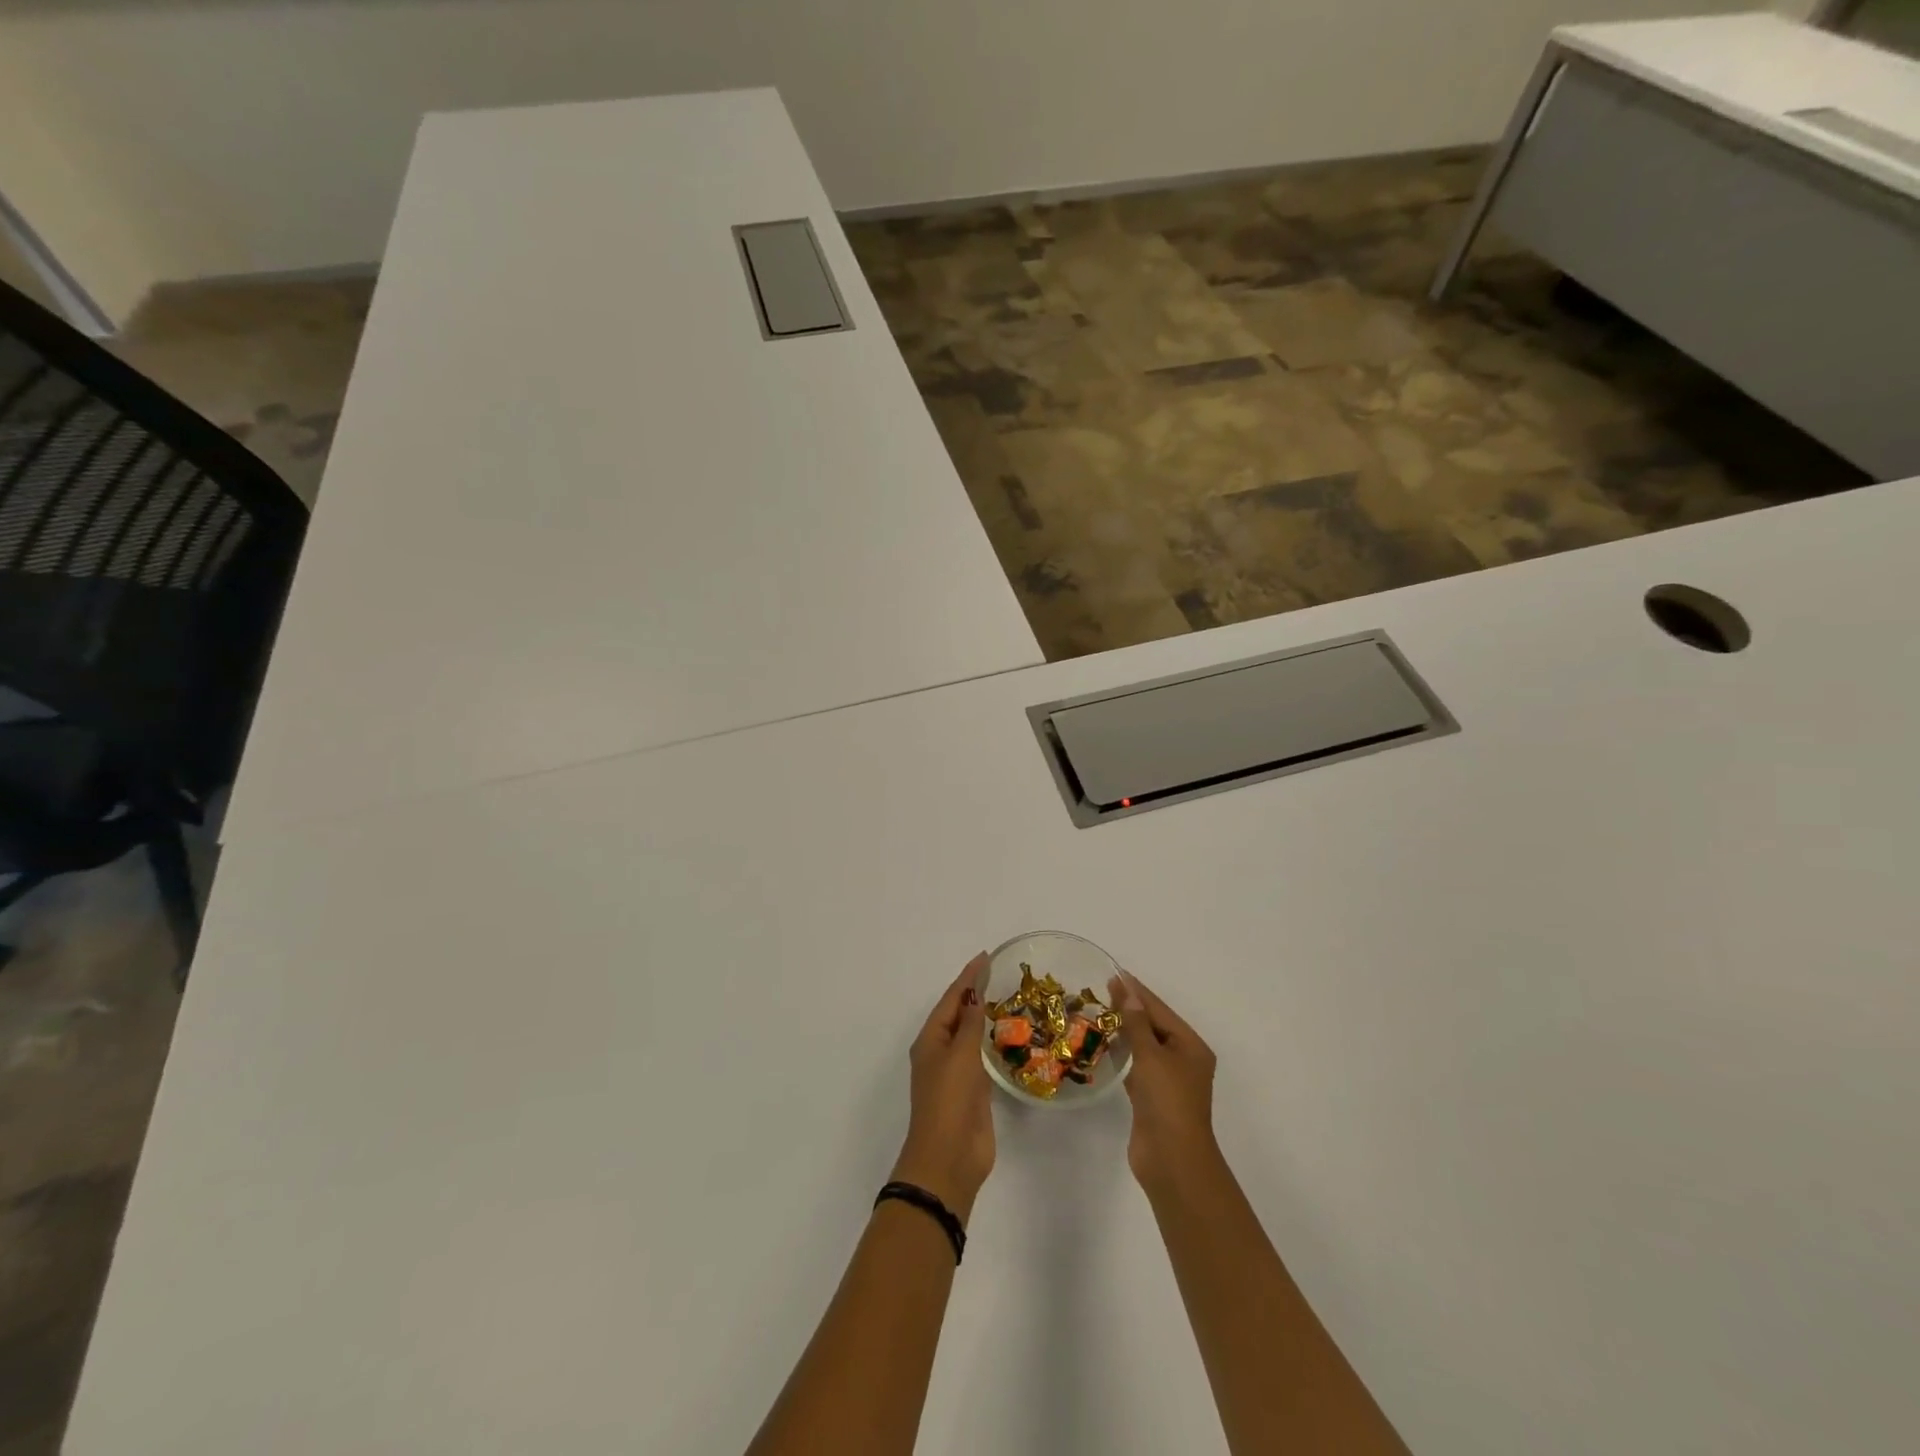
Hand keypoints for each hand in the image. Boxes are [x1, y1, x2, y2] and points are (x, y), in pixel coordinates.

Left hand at [891, 954, 994, 1222]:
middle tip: (998, 973)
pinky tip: (1006, 1036)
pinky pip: (981, 1057)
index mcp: (931, 1040)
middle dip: (974, 993)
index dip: (967, 977)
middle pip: (958, 1014)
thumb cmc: (949, 1102)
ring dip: (982, 1017)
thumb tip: (974, 997)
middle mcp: (940, 1052)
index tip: (985, 957)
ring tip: (1004, 997)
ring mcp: (956, 1073)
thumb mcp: (960, 1057)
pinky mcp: (972, 1092)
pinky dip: (990, 1042)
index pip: (951, 999)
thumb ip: (970, 1025)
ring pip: (969, 1035)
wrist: (949, 1159)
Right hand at [1110, 970, 1218, 1190]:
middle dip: (1129, 1009)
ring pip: (1144, 1047)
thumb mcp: (1151, 1056)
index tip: (1114, 973)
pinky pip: (1136, 1066)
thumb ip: (1137, 1023)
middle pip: (1153, 1026)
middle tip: (1100, 989)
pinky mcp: (1152, 1098)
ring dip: (1124, 1031)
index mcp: (1190, 1046)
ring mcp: (1168, 1081)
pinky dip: (1122, 1054)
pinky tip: (1104, 1045)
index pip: (1160, 1010)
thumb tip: (1128, 992)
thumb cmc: (1167, 1101)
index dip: (1137, 991)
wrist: (1172, 1160)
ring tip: (1098, 1011)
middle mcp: (1182, 1060)